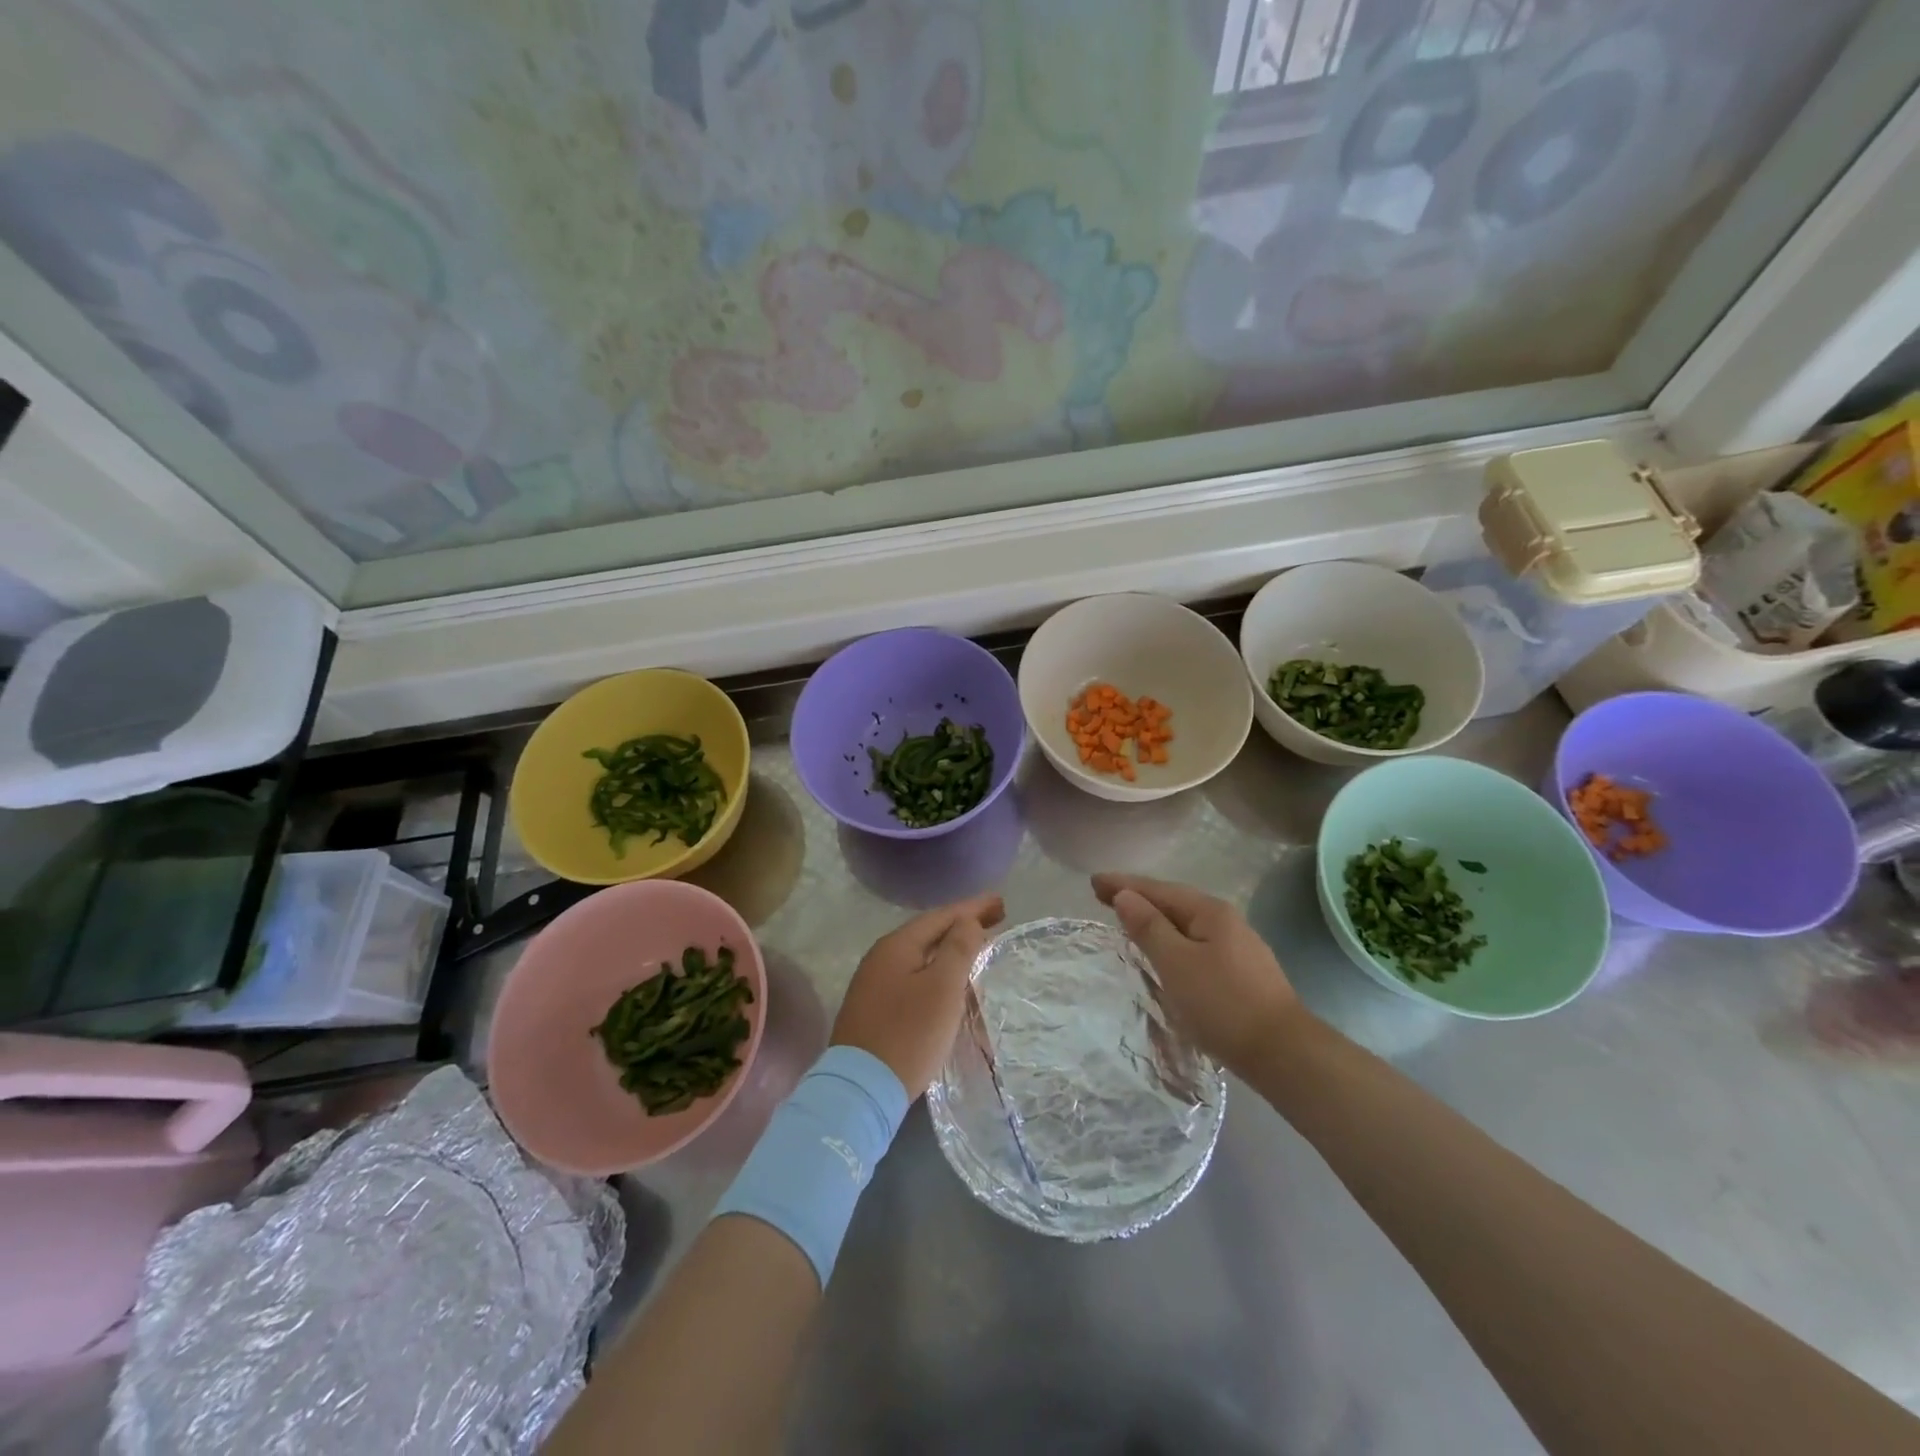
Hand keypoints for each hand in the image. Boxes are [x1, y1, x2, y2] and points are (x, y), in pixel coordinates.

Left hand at [831, 893, 1005, 1098]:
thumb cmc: (908, 1034)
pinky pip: (914, 976)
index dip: (972, 908)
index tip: (1001, 902)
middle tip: (996, 919)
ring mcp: (874, 984)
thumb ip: (958, 949)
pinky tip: (950, 980)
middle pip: (929, 933)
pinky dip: (937, 971)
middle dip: (962, 925)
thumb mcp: (942, 988)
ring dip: (950, 949)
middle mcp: (881, 957)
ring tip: (978, 946)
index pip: (941, 916)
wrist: (861, 1089)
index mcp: (896, 946)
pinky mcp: (875, 1008)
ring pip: (921, 956)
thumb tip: (967, 920)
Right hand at [1092, 873, 1305, 1078]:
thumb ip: (1148, 927)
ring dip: (1155, 919)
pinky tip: (1165, 951)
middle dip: (1138, 898)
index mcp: (1209, 912)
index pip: (1158, 889)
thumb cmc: (1222, 1004)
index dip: (1124, 885)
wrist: (1283, 1053)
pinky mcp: (1241, 972)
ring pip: (1186, 924)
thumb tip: (1125, 895)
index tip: (1093, 881)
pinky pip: (1196, 943)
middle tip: (1103, 896)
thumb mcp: (1176, 963)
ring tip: (1128, 920)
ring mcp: (1238, 947)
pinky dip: (1172, 939)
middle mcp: (1226, 921)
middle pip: (1173, 902)